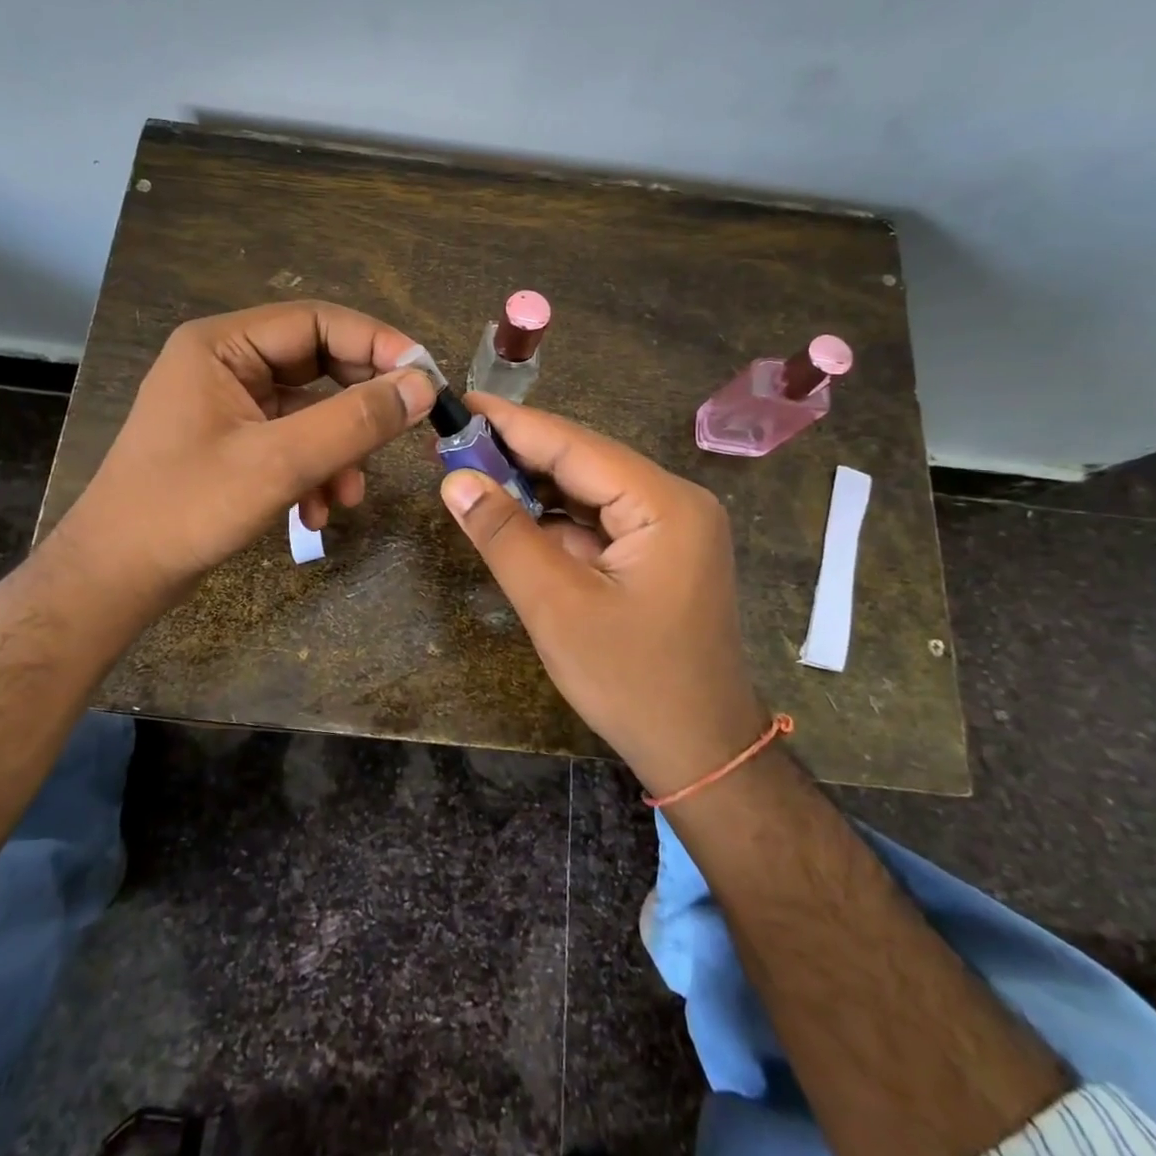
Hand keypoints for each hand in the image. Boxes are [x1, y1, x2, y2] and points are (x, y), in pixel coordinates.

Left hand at [64, 301, 435, 612]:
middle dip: (358, 408)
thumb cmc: (185, 509)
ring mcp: (228, 405)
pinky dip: (313, 472)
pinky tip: (316, 513)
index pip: (317, 321)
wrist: (115, 578)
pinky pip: (291, 442)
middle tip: (403, 432)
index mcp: (223, 345)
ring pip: (310, 411)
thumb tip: (422, 387)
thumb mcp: (279, 463)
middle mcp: (226, 364)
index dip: (377, 344)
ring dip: (338, 451)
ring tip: (349, 495)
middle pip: (318, 364)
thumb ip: (354, 421)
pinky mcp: (233, 443)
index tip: (425, 378)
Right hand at [439, 394, 768, 797]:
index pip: (575, 447)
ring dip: (535, 488)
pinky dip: (556, 520)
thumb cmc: (631, 682)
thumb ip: (504, 535)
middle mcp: (675, 501)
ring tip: (473, 475)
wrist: (701, 752)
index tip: (460, 403)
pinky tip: (515, 516)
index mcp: (664, 504)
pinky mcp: (661, 552)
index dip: (513, 424)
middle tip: (454, 444)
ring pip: (589, 491)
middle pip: (584, 463)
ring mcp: (672, 527)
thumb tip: (455, 480)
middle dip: (519, 455)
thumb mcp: (557, 607)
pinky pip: (600, 520)